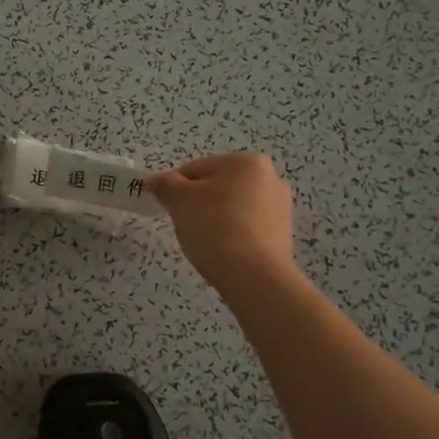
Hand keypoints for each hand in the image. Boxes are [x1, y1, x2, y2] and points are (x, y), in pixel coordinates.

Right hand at [148, 153, 294, 292]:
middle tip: (183, 225)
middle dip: (197, 203)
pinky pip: (246, 228)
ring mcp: (279, 209)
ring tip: (203, 242)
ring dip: (214, 219)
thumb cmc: (214, 227)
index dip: (175, 187)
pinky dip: (231, 235)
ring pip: (232, 208)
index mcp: (248, 162)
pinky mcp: (281, 236)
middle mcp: (270, 179)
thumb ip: (165, 184)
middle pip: (217, 186)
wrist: (253, 276)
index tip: (166, 207)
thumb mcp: (179, 200)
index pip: (197, 168)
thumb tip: (157, 181)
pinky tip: (221, 252)